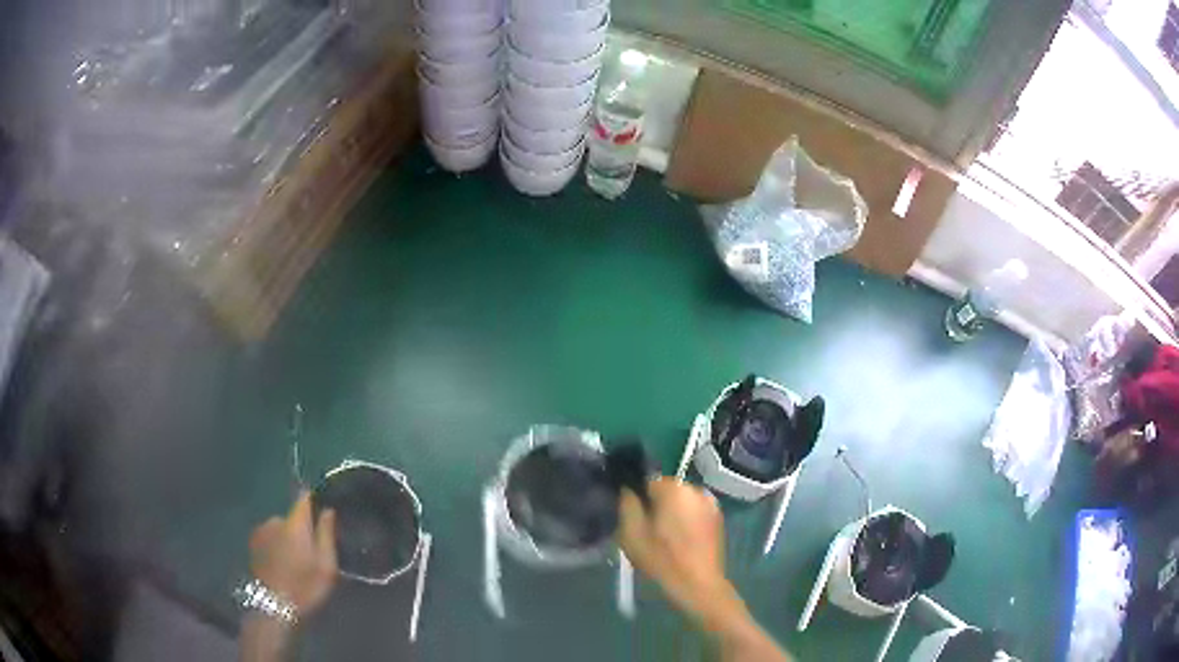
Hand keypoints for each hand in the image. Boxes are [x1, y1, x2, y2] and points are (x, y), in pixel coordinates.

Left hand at [248, 492, 337, 616]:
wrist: (273, 606)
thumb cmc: (305, 586)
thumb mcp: (326, 566)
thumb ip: (326, 535)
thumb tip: (328, 510)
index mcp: (295, 523)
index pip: (303, 498)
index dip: (314, 501)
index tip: (323, 512)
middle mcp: (275, 520)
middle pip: (292, 517)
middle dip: (301, 529)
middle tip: (311, 552)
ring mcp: (261, 531)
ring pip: (280, 528)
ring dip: (287, 538)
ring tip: (296, 561)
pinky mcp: (253, 544)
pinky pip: (270, 537)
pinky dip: (276, 545)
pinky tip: (282, 564)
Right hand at [618, 478, 791, 661]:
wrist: (699, 586)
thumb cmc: (662, 560)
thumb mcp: (631, 534)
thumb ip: (627, 505)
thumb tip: (628, 489)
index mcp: (674, 488)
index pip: (647, 481)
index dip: (638, 499)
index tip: (634, 519)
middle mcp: (696, 489)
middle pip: (666, 490)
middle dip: (656, 505)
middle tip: (647, 530)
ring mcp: (711, 503)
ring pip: (681, 501)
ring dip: (672, 513)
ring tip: (664, 538)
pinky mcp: (718, 518)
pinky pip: (694, 512)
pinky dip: (685, 521)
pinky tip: (680, 542)